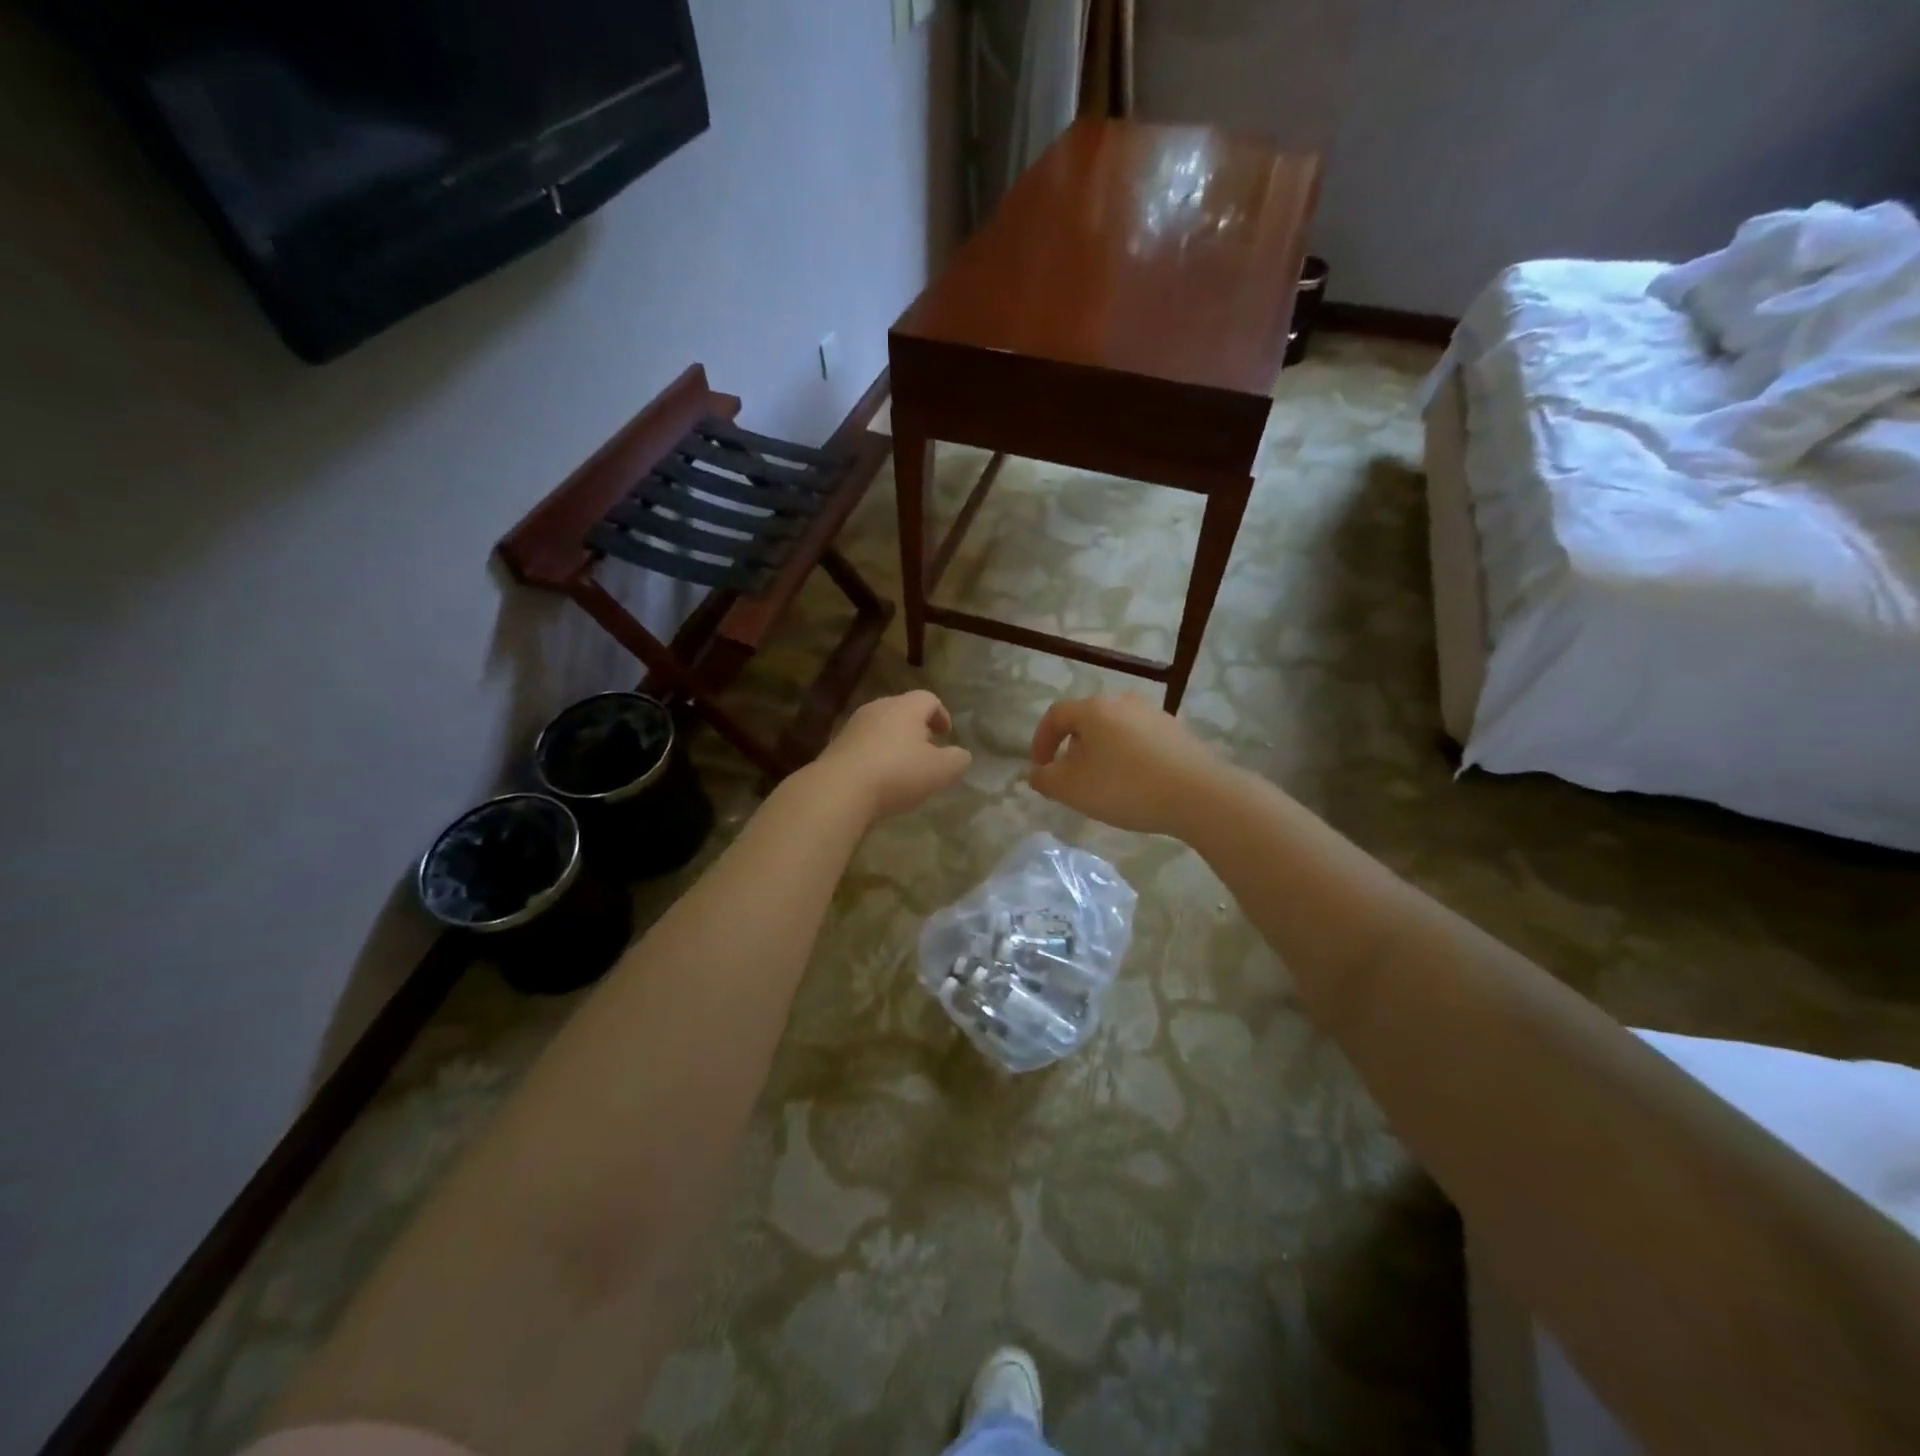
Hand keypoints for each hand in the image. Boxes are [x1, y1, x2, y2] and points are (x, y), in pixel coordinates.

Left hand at [814, 690, 971, 820]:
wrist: (839, 789)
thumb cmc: (897, 773)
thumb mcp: (940, 771)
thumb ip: (957, 760)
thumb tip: (961, 755)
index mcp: (906, 707)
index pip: (929, 699)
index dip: (942, 715)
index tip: (947, 734)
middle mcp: (878, 708)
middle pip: (903, 710)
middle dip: (918, 728)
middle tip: (927, 750)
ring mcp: (853, 726)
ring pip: (881, 727)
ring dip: (895, 742)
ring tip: (903, 767)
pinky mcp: (836, 745)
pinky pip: (863, 744)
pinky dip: (875, 755)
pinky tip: (878, 779)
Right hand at [1028, 692, 1231, 837]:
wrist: (1198, 794)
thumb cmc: (1126, 787)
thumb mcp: (1073, 789)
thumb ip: (1045, 779)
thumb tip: (1036, 772)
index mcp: (1093, 709)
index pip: (1055, 715)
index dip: (1041, 741)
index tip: (1041, 768)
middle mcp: (1123, 702)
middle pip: (1086, 721)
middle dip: (1072, 748)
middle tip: (1071, 778)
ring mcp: (1154, 714)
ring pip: (1114, 730)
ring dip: (1101, 752)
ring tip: (1103, 783)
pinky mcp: (1177, 731)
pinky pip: (1140, 740)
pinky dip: (1128, 756)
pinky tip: (1135, 783)